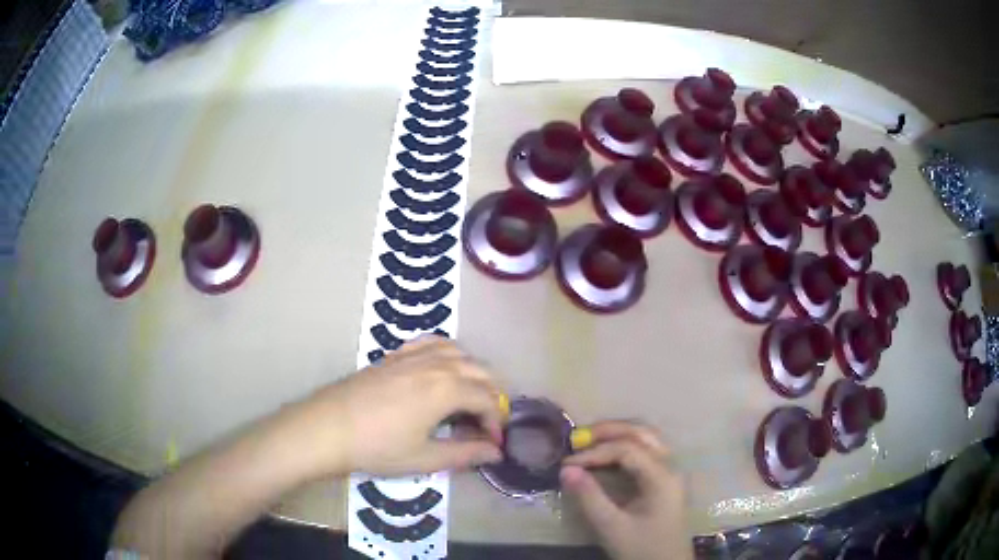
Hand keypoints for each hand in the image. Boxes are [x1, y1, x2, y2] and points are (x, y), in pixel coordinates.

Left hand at [297, 336, 505, 477]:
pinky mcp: (395, 355)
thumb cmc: (378, 447)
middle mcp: (436, 365)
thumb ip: (466, 453)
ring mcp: (414, 355)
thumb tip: (496, 453)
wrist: (329, 427)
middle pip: (480, 371)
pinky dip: (448, 353)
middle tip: (485, 422)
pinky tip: (442, 368)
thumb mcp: (425, 458)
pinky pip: (432, 343)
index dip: (495, 422)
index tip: (491, 443)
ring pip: (459, 353)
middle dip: (491, 395)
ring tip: (470, 396)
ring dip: (473, 372)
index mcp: (446, 389)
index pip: (487, 400)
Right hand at [560, 421, 690, 559]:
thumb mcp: (612, 527)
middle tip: (577, 438)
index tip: (566, 464)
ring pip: (647, 438)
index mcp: (663, 477)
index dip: (595, 453)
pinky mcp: (665, 480)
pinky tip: (606, 456)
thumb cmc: (642, 549)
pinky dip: (624, 446)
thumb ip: (589, 497)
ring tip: (588, 442)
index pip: (627, 450)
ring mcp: (671, 472)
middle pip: (642, 433)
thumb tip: (565, 469)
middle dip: (608, 431)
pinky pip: (647, 451)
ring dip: (618, 435)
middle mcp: (671, 466)